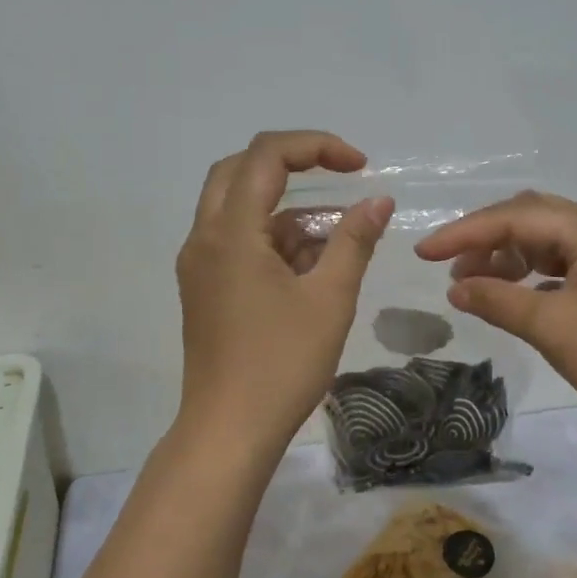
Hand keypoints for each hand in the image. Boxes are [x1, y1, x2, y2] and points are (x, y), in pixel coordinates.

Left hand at [175, 131, 393, 458]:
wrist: (229, 430)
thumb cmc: (282, 363)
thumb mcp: (329, 298)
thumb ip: (354, 240)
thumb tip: (378, 200)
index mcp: (230, 232)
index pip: (267, 156)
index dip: (316, 147)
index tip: (360, 166)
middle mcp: (204, 238)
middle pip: (241, 169)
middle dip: (292, 165)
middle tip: (339, 177)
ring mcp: (199, 265)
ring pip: (238, 207)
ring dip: (285, 208)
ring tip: (337, 235)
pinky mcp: (203, 288)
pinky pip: (236, 241)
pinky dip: (272, 238)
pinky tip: (311, 265)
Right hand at [414, 191, 576, 433]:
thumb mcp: (552, 326)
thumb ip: (498, 300)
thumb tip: (454, 288)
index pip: (516, 217)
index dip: (465, 233)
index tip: (423, 252)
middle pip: (531, 219)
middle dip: (486, 240)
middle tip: (448, 266)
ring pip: (547, 242)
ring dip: (507, 258)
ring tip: (473, 284)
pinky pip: (563, 264)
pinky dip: (532, 275)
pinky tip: (512, 295)